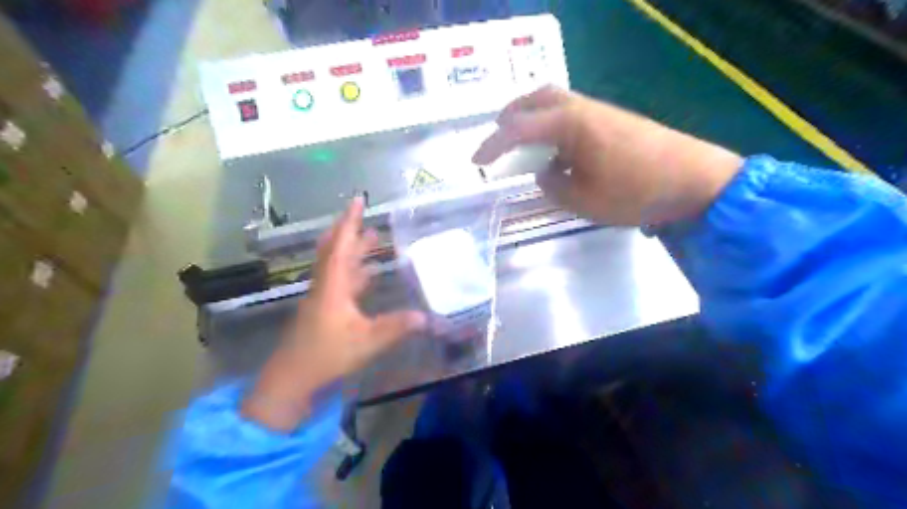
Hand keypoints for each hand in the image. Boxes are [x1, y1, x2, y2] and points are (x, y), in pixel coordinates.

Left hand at [241, 196, 424, 429]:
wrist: (292, 379)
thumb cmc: (326, 356)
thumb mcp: (366, 342)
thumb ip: (395, 327)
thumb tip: (426, 317)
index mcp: (333, 285)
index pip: (342, 245)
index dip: (351, 222)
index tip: (358, 200)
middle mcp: (326, 285)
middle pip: (336, 250)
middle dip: (350, 231)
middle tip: (366, 217)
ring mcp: (323, 297)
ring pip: (338, 264)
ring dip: (354, 250)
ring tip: (373, 238)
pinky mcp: (324, 309)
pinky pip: (341, 281)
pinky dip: (354, 271)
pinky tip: (367, 274)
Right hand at [472, 85, 739, 223]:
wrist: (695, 180)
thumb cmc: (636, 193)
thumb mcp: (584, 200)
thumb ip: (554, 186)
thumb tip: (545, 173)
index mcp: (570, 125)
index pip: (519, 129)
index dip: (493, 145)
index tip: (475, 162)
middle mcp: (582, 109)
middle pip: (537, 98)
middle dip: (511, 116)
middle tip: (497, 138)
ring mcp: (601, 112)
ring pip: (555, 101)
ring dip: (533, 117)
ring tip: (522, 142)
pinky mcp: (614, 120)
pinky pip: (571, 113)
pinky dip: (552, 125)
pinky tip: (556, 149)